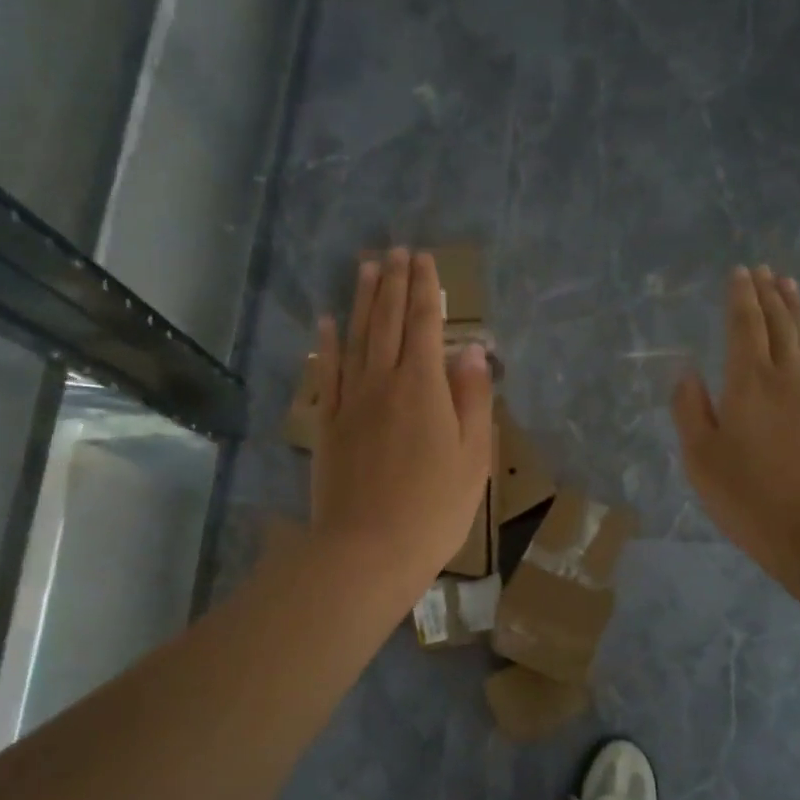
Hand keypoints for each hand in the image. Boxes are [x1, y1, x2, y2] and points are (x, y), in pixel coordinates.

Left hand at [311, 249, 493, 595]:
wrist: (368, 549)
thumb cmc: (434, 509)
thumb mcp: (473, 456)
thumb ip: (471, 398)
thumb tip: (470, 349)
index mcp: (423, 387)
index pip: (424, 324)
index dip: (425, 289)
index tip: (425, 260)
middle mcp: (382, 381)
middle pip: (386, 321)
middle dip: (393, 282)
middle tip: (396, 250)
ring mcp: (350, 401)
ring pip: (355, 338)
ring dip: (361, 300)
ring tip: (366, 267)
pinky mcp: (327, 423)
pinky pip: (326, 373)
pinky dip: (326, 344)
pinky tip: (326, 322)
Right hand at [672, 266, 799, 576]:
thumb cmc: (750, 496)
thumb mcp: (700, 458)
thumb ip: (690, 410)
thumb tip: (687, 372)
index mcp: (747, 383)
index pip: (743, 327)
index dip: (740, 298)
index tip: (739, 272)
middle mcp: (786, 378)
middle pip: (778, 326)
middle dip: (769, 295)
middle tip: (764, 270)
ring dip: (799, 311)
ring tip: (791, 284)